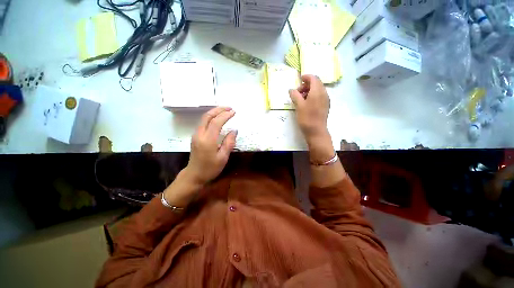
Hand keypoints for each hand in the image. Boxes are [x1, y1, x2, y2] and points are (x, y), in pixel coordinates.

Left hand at [184, 107, 236, 185]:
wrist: (194, 175)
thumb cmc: (210, 168)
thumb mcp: (223, 157)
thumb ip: (229, 143)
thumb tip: (234, 130)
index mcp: (207, 140)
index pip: (216, 122)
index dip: (225, 115)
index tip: (234, 112)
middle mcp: (199, 134)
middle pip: (207, 116)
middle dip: (219, 109)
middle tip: (229, 108)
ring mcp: (196, 135)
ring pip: (204, 118)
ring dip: (214, 112)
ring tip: (225, 111)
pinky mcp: (195, 136)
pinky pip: (203, 123)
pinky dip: (211, 117)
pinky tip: (217, 118)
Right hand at [289, 75, 333, 162]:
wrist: (316, 131)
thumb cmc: (307, 118)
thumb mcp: (299, 106)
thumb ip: (295, 95)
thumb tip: (291, 89)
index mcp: (318, 91)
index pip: (314, 78)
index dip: (306, 77)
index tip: (299, 79)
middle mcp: (324, 93)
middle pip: (316, 83)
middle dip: (306, 85)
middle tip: (297, 92)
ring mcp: (326, 100)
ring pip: (318, 90)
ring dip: (309, 90)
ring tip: (300, 98)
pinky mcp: (325, 106)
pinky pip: (319, 96)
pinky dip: (312, 96)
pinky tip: (306, 103)